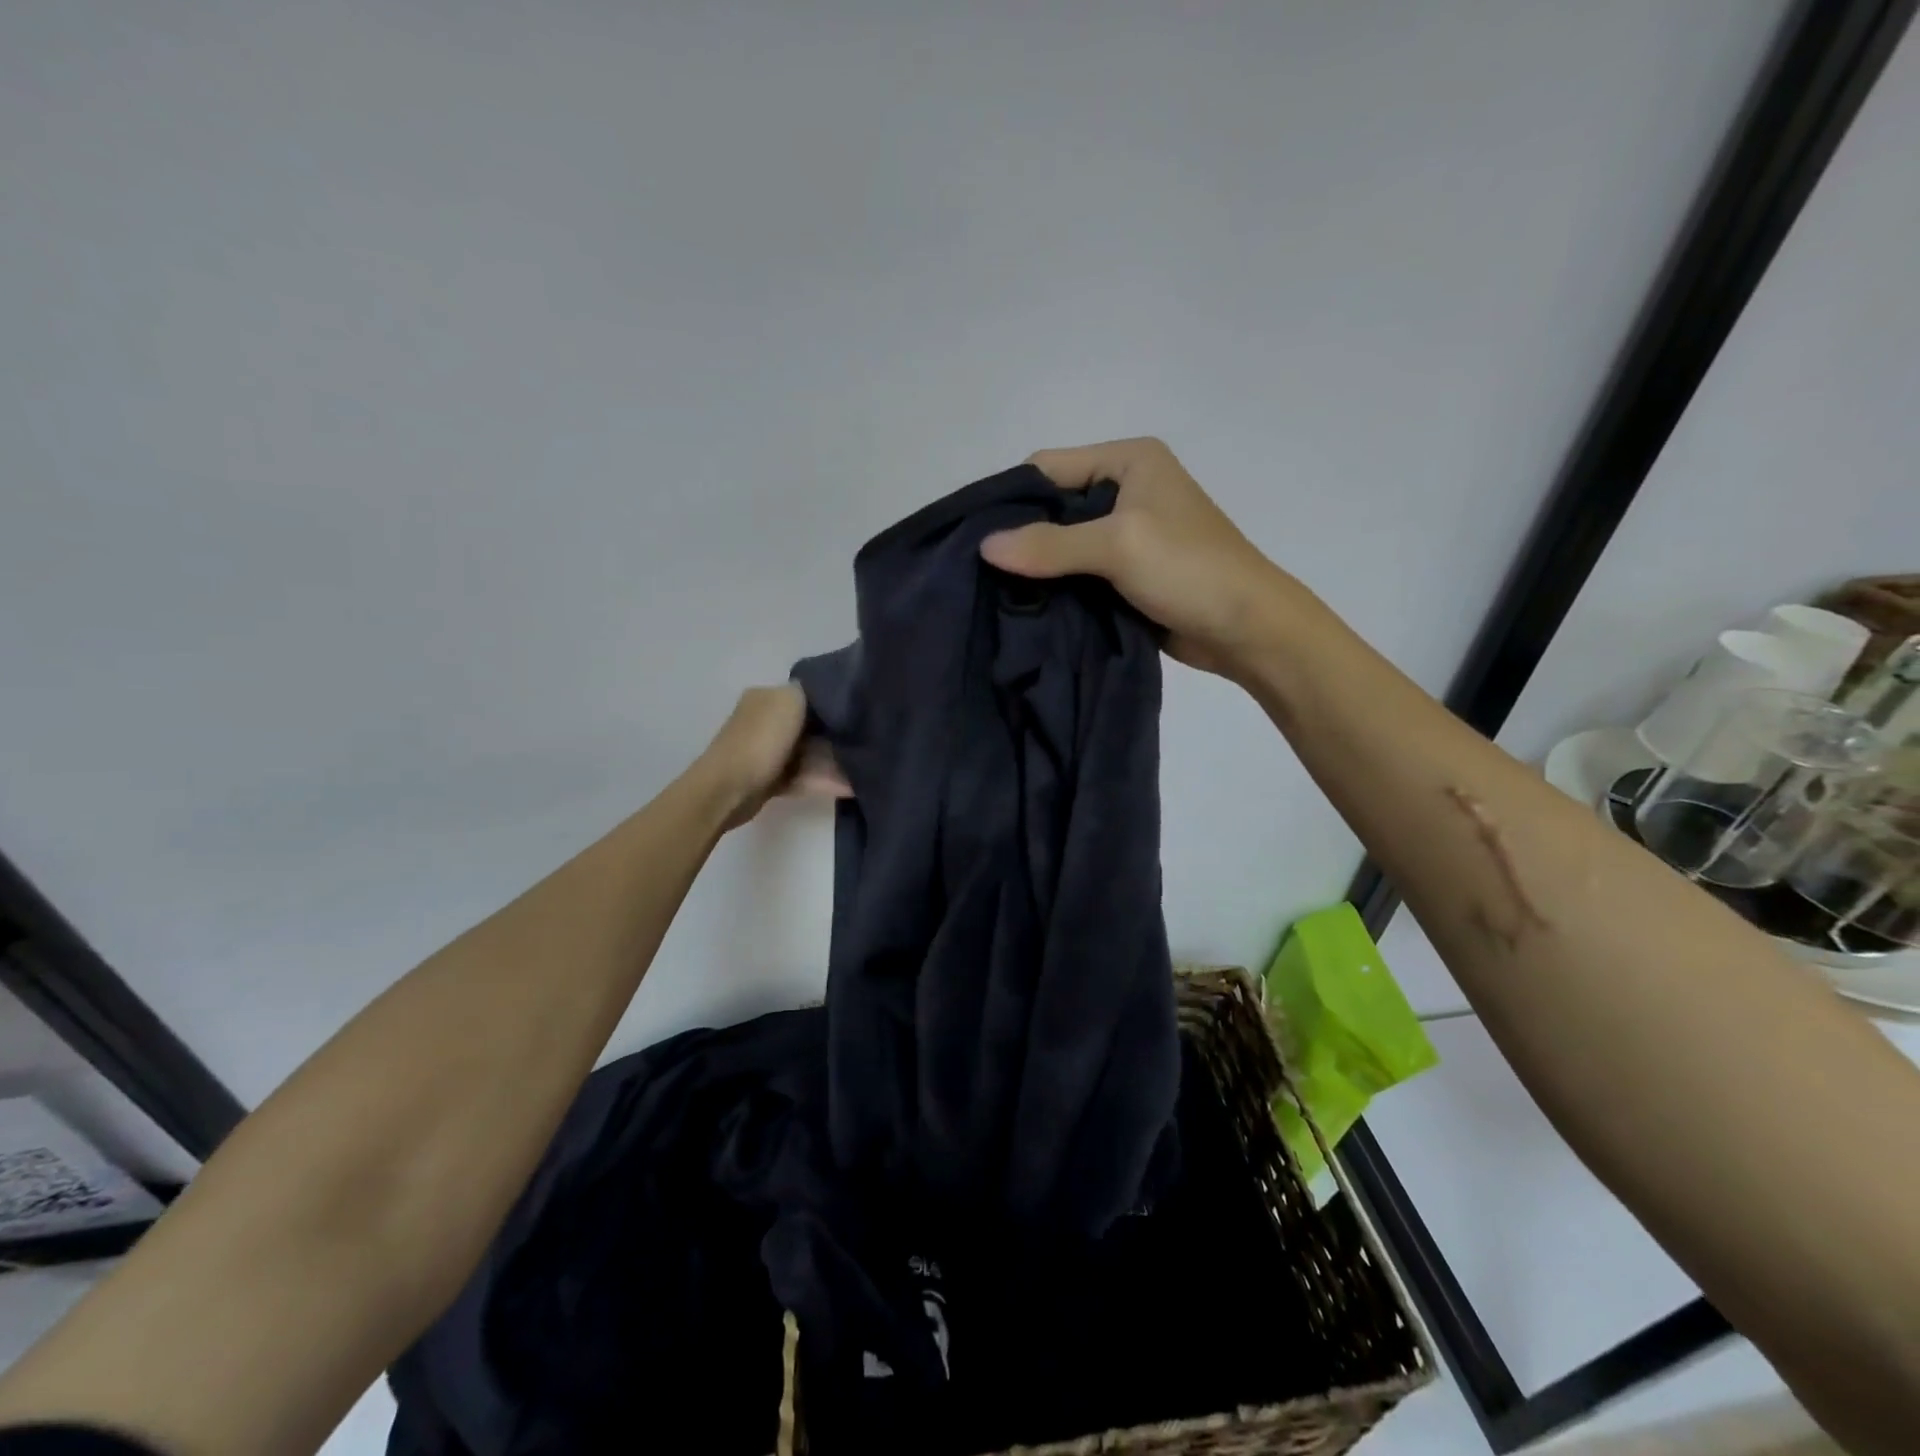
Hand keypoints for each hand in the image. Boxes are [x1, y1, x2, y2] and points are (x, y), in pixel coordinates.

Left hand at [698, 685, 850, 829]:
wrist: (729, 789)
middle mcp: (765, 720)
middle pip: (810, 725)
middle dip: (837, 735)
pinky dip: (824, 781)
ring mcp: (767, 751)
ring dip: (835, 763)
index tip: (860, 712)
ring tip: (864, 770)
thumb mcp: (790, 701)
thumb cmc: (761, 740)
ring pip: (809, 754)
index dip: (834, 702)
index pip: (807, 694)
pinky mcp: (770, 779)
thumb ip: (813, 692)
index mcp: (767, 697)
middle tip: (868, 743)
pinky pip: (803, 776)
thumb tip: (831, 694)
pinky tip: (850, 787)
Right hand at [979, 438, 1293, 679]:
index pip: (1048, 468)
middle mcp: (1125, 489)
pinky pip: (1077, 573)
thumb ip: (1050, 544)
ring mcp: (1126, 534)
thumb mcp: (1118, 545)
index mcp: (1128, 460)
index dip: (1012, 500)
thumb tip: (984, 547)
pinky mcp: (1126, 573)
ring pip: (1062, 545)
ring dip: (1036, 569)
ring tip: (996, 594)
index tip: (975, 538)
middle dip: (1020, 538)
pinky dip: (1055, 587)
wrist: (1248, 629)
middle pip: (1052, 507)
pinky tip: (1027, 607)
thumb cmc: (1190, 569)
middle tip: (981, 572)